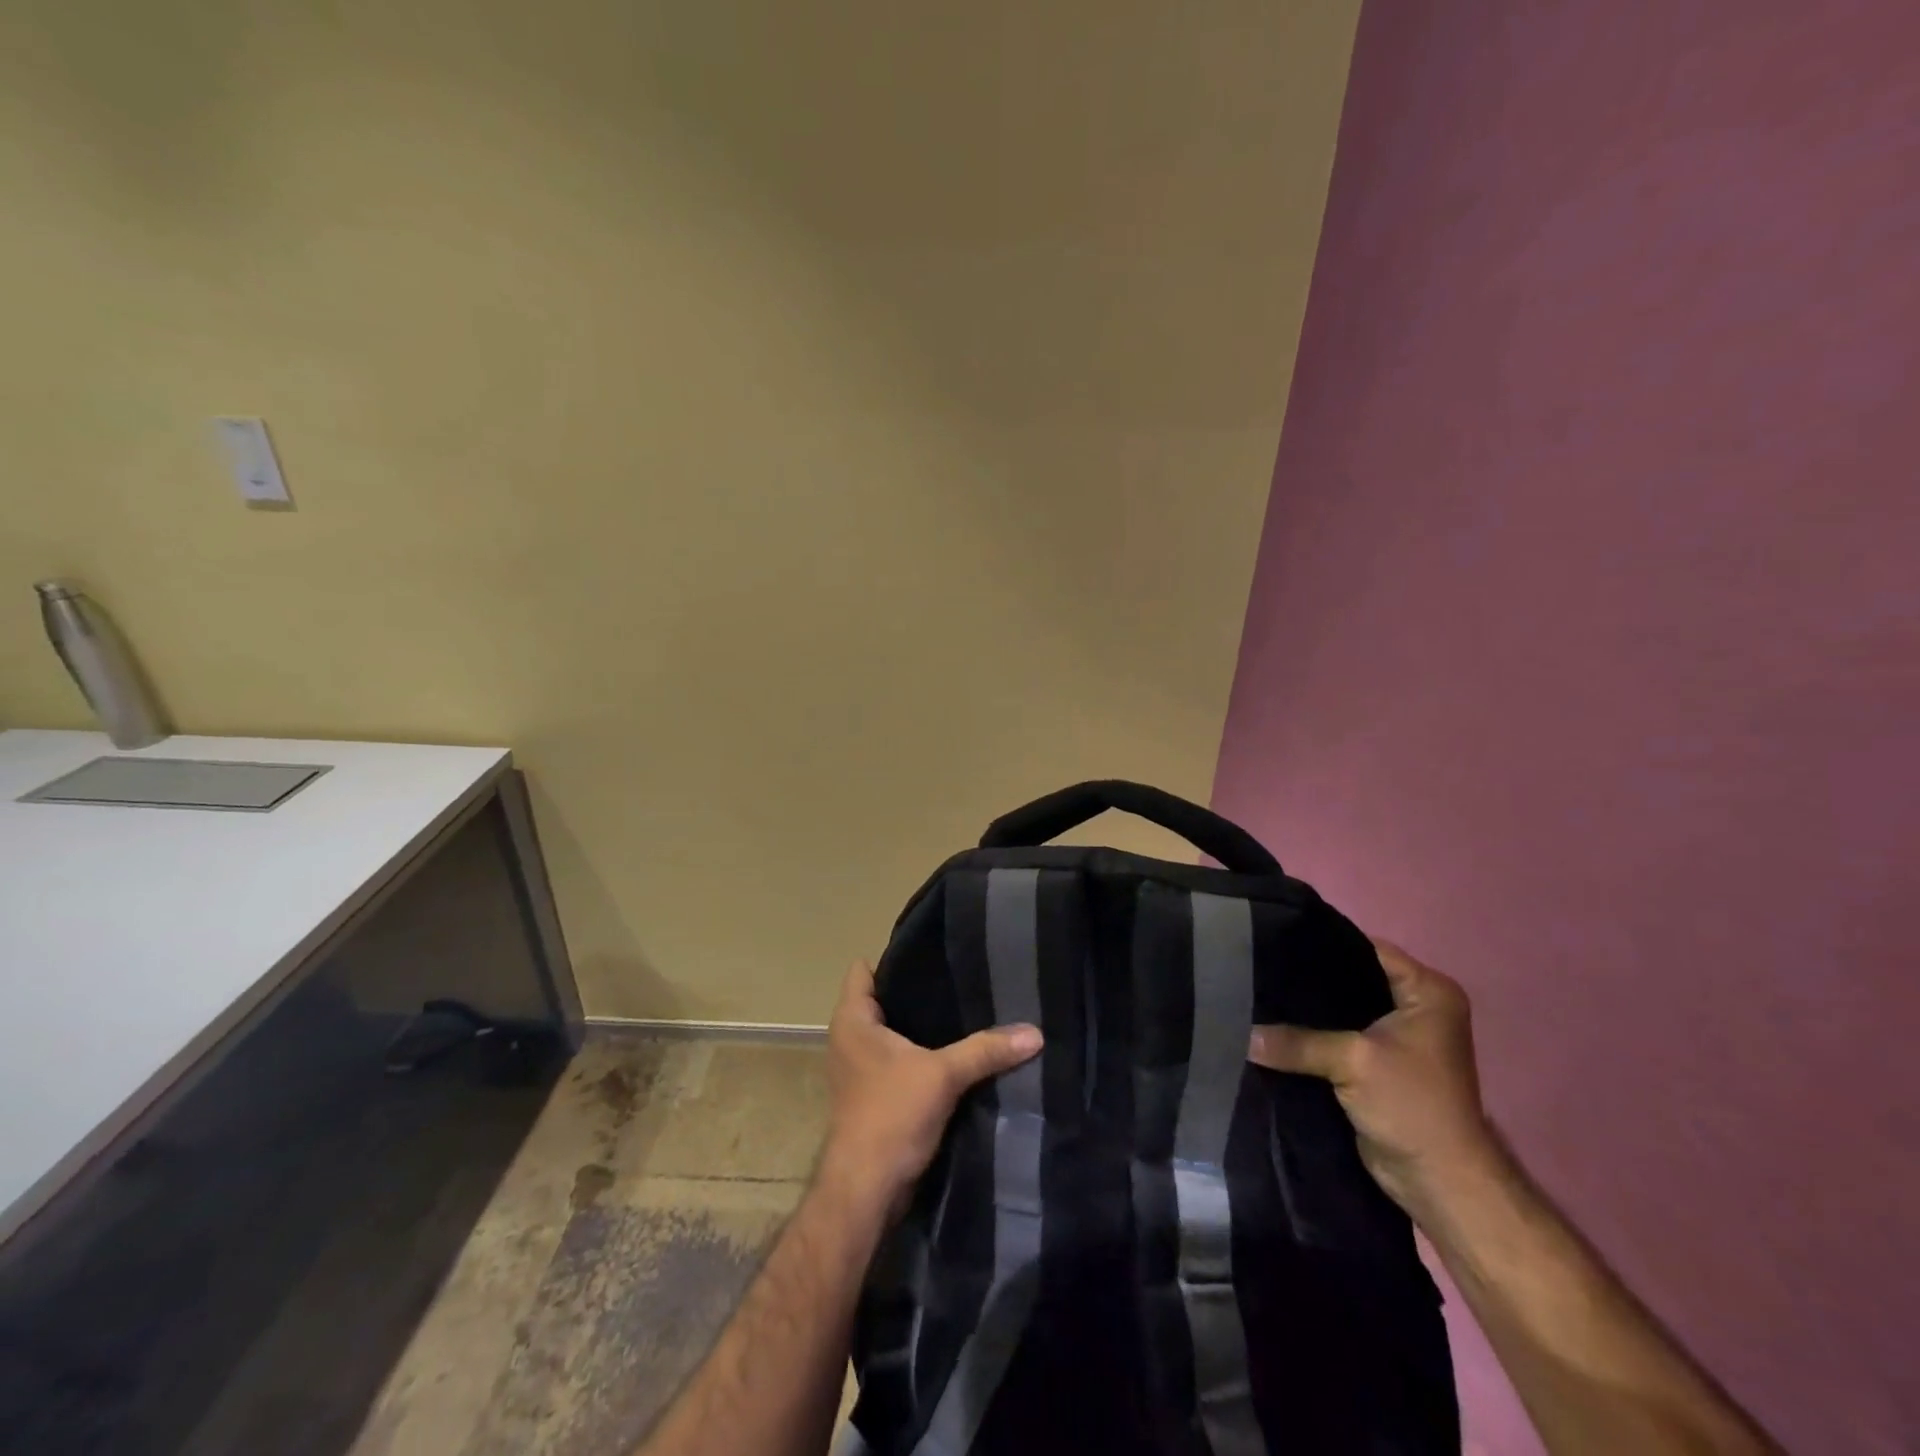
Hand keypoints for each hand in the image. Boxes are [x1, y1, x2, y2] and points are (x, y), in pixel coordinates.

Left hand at [819, 960, 1042, 1212]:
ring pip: (893, 1033)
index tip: (934, 952)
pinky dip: (922, 1056)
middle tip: (961, 979)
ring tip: (965, 1011)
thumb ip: (986, 1050)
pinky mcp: (874, 1095)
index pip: (865, 970)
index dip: (896, 958)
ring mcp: (859, 1068)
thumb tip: (1035, 1033)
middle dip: (919, 992)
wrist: (866, 1190)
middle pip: (884, 999)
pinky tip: (955, 1053)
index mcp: (852, 1020)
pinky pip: (899, 1061)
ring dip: (922, 1028)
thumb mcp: (942, 1075)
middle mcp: (849, 1038)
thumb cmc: (890, 1115)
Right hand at [1248, 938, 1499, 1217]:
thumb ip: (1295, 1041)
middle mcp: (1415, 1007)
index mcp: (1428, 991)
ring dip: (1306, 1012)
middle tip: (1259, 968)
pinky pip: (1336, 1036)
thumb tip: (1241, 1034)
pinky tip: (1273, 1027)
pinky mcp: (1377, 1063)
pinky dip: (1310, 1036)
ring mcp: (1397, 1037)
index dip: (1321, 944)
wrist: (1439, 1181)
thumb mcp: (1352, 1061)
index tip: (1274, 940)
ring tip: (1258, 995)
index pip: (1365, 948)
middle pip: (1350, 978)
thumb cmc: (1412, 1105)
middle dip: (1307, 978)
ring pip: (1340, 1010)